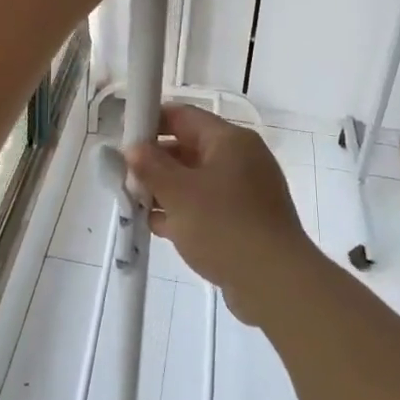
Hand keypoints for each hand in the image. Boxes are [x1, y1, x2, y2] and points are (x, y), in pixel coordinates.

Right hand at [125, 104, 321, 324]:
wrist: (275, 283)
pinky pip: (208, 205)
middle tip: (126, 178)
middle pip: (189, 147)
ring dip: (166, 190)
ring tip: (136, 205)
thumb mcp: (178, 193)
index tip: (124, 139)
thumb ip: (150, 166)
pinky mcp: (246, 220)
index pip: (183, 115)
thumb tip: (134, 149)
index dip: (151, 122)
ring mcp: (246, 191)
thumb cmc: (223, 226)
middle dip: (156, 162)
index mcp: (229, 140)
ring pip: (196, 180)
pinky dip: (184, 212)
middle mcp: (241, 159)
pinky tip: (160, 227)